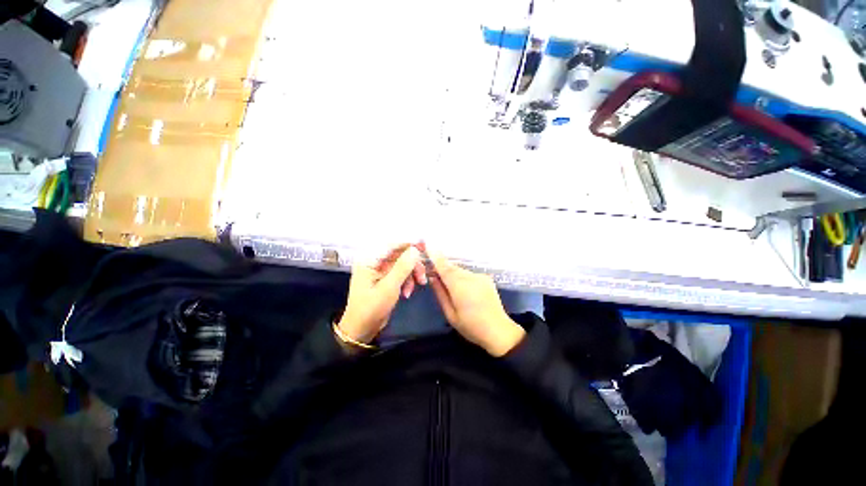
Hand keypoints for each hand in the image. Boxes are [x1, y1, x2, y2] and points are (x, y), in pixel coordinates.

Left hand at [337, 244, 426, 343]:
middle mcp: (375, 261)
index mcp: (369, 259)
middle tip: (423, 275)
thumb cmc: (372, 308)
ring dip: (412, 273)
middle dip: (413, 264)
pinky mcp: (386, 278)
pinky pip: (401, 273)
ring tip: (418, 285)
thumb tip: (415, 249)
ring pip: (403, 263)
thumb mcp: (389, 287)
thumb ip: (402, 267)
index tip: (425, 245)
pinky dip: (407, 280)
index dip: (408, 243)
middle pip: (399, 254)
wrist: (362, 329)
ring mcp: (380, 270)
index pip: (391, 244)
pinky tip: (408, 292)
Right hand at [428, 251, 524, 356]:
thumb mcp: (450, 314)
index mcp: (459, 287)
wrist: (498, 330)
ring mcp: (480, 276)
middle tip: (434, 276)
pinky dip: (463, 278)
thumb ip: (440, 293)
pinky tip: (465, 291)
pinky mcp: (486, 278)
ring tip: (452, 289)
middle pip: (452, 268)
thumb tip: (432, 278)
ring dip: (453, 275)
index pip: (444, 268)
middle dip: (443, 270)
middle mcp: (470, 277)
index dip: (435, 256)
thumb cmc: (471, 326)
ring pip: (461, 271)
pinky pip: (469, 274)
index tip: (427, 244)